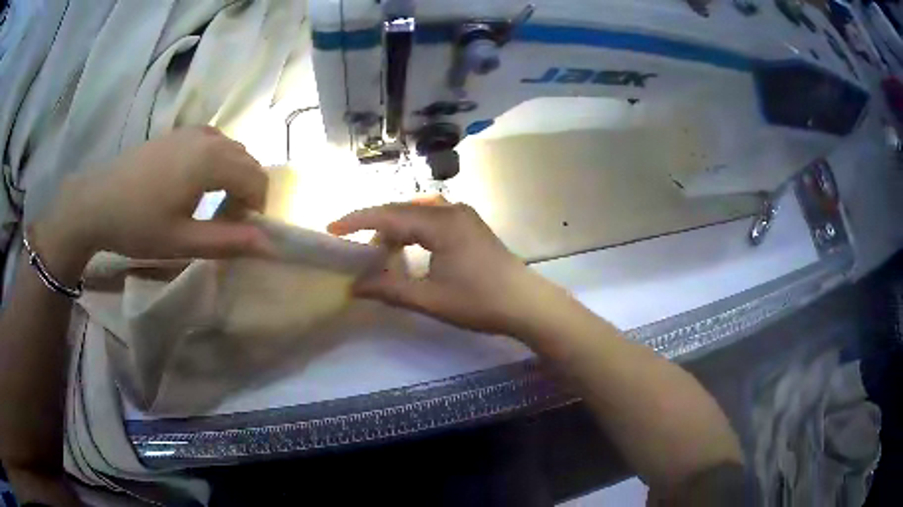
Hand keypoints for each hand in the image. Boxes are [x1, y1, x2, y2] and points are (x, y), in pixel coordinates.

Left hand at [33, 127, 273, 268]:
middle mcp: (208, 137)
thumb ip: (228, 242)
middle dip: (246, 193)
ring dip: (232, 178)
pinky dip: (217, 164)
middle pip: (247, 162)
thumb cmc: (138, 224)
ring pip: (231, 151)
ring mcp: (192, 131)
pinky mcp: (178, 133)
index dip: (256, 210)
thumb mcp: (183, 241)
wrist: (97, 200)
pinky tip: (195, 184)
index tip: (238, 233)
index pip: (257, 180)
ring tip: (210, 205)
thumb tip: (270, 245)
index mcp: (211, 160)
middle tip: (225, 223)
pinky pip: (213, 143)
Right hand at [328, 197, 568, 337]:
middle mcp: (452, 210)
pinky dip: (412, 230)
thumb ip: (390, 289)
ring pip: (417, 212)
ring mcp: (463, 215)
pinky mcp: (470, 225)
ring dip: (395, 228)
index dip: (357, 221)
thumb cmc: (480, 302)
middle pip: (402, 210)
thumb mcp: (430, 299)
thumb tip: (355, 286)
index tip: (332, 229)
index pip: (389, 215)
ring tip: (378, 251)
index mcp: (441, 222)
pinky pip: (432, 218)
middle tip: (352, 246)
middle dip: (374, 226)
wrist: (527, 305)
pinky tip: (406, 247)